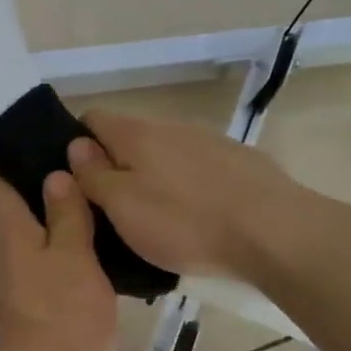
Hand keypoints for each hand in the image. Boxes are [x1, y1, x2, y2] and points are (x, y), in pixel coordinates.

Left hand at [0, 163, 117, 350]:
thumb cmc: (61, 313)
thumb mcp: (72, 256)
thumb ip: (65, 217)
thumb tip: (54, 176)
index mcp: (15, 238)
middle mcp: (12, 259)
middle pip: (14, 218)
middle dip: (25, 192)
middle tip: (55, 166)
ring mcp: (22, 288)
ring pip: (33, 243)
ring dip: (49, 221)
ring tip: (80, 203)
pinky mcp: (38, 311)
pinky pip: (48, 267)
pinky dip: (62, 251)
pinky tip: (88, 252)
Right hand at [67, 110, 300, 279]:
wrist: (274, 232)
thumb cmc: (184, 222)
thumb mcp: (123, 206)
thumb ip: (94, 175)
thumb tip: (76, 146)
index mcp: (137, 134)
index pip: (92, 118)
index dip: (76, 144)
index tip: (76, 179)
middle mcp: (172, 128)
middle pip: (130, 139)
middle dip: (116, 167)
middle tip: (111, 211)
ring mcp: (210, 142)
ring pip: (165, 155)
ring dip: (153, 179)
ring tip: (155, 221)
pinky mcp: (240, 163)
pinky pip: (197, 171)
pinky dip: (186, 189)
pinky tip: (195, 220)